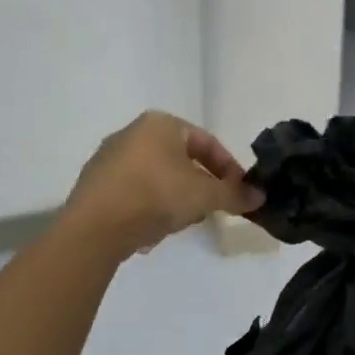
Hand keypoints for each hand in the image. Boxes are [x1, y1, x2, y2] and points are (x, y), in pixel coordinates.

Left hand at [64, 111, 264, 257]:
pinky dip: (149, 208)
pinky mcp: (94, 186)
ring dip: (175, 198)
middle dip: (200, 185)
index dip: (228, 167)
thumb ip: (235, 194)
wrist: (95, 227)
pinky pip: (133, 194)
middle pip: (180, 159)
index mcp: (160, 124)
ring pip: (157, 177)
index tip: (239, 192)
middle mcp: (132, 133)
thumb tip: (260, 196)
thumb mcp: (205, 195)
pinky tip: (152, 231)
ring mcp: (108, 159)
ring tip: (182, 223)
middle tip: (212, 208)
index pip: (206, 141)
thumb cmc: (156, 195)